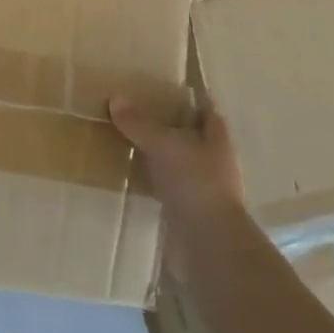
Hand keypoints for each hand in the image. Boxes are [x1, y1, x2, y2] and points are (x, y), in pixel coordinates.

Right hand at [110, 93, 243, 274]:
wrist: (208, 243)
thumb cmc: (195, 183)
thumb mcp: (163, 145)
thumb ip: (139, 124)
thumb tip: (116, 99)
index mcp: (217, 141)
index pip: (208, 112)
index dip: (193, 100)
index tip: (169, 89)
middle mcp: (214, 162)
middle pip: (193, 137)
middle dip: (171, 126)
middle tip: (140, 111)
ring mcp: (203, 189)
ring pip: (179, 163)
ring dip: (159, 154)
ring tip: (129, 140)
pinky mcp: (188, 211)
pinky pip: (167, 187)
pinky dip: (152, 180)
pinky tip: (131, 174)